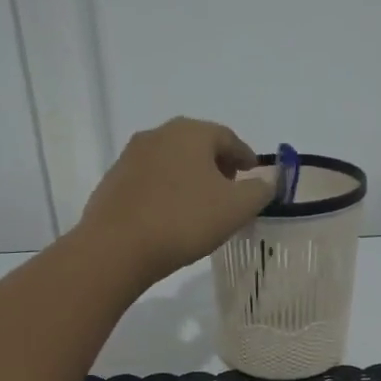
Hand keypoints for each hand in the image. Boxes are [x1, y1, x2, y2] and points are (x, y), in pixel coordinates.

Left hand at [78, 118, 273, 281]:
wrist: (116, 247)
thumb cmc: (184, 221)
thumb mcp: (236, 208)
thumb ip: (259, 191)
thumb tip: (267, 181)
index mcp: (191, 132)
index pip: (228, 137)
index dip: (245, 156)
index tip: (253, 174)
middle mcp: (158, 134)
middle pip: (197, 145)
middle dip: (217, 164)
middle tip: (230, 188)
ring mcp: (130, 156)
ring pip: (171, 161)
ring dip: (190, 177)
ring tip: (201, 205)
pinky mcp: (113, 181)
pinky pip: (150, 180)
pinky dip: (166, 190)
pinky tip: (170, 215)